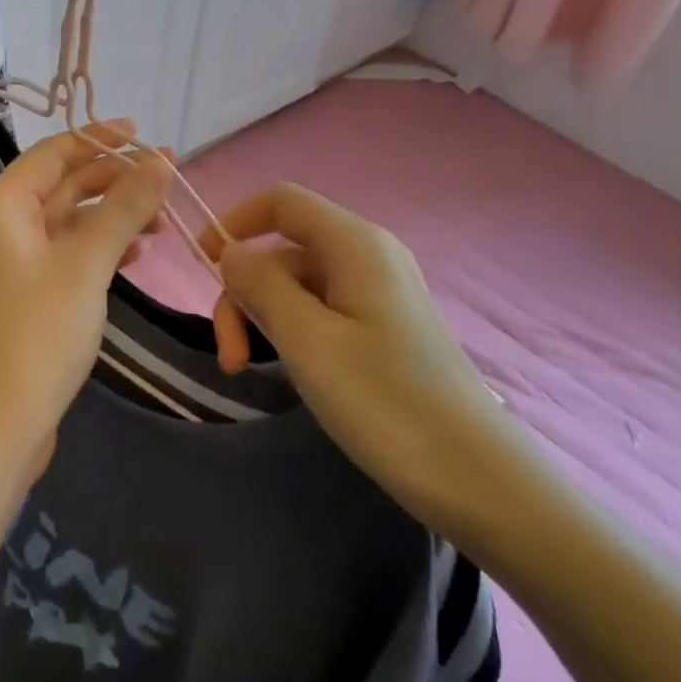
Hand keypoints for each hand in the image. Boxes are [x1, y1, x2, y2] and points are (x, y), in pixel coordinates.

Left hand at [0, 122, 172, 488]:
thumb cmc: (33, 337)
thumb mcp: (85, 265)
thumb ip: (123, 208)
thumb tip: (159, 160)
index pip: (53, 153)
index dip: (99, 139)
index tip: (144, 135)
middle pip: (60, 186)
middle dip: (113, 181)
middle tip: (166, 182)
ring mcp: (5, 265)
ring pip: (64, 223)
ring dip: (110, 218)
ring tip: (160, 223)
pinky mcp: (17, 297)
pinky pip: (61, 256)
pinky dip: (96, 250)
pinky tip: (133, 257)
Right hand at [205, 184, 520, 538]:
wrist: (479, 480)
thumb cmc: (387, 402)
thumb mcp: (308, 341)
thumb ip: (261, 285)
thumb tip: (230, 251)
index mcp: (354, 244)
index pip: (282, 201)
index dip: (235, 220)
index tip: (201, 262)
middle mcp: (368, 256)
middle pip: (284, 250)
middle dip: (245, 292)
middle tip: (229, 356)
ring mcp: (379, 294)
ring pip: (299, 284)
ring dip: (263, 318)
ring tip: (246, 370)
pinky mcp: (384, 330)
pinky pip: (322, 311)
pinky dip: (291, 332)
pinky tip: (285, 371)